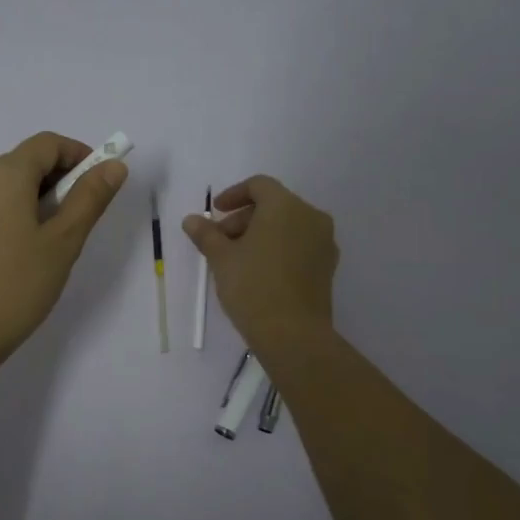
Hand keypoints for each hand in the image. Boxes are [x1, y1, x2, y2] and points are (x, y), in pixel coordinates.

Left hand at [0, 131, 127, 371]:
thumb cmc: (16, 288)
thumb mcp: (63, 242)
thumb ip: (90, 198)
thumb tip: (113, 165)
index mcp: (1, 174)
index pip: (48, 144)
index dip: (80, 155)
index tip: (101, 184)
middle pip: (26, 160)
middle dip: (61, 178)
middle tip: (82, 218)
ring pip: (9, 182)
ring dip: (39, 196)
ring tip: (56, 239)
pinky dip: (16, 209)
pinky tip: (26, 247)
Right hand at [182, 175, 337, 356]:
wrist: (292, 334)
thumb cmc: (252, 286)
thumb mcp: (221, 258)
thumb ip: (206, 234)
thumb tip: (191, 220)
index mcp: (285, 206)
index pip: (259, 185)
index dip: (233, 195)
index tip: (215, 213)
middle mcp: (310, 217)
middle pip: (274, 205)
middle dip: (244, 218)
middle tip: (221, 241)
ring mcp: (324, 242)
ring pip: (288, 225)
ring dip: (261, 234)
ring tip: (237, 259)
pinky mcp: (328, 266)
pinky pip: (300, 244)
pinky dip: (279, 248)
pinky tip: (260, 271)